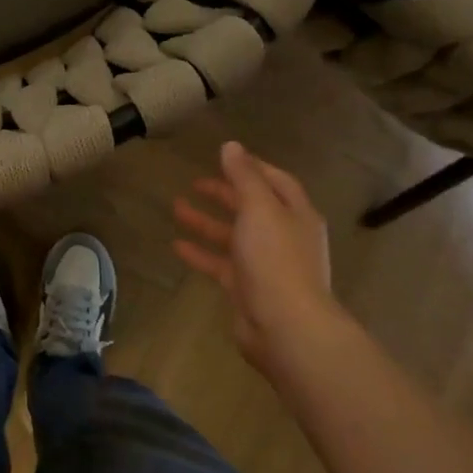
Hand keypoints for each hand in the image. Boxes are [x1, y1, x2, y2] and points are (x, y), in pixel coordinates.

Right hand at [172, 142, 344, 371]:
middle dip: (225, 193)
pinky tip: (176, 245)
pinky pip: (221, 264)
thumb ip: (244, 177)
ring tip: (176, 207)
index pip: (276, 181)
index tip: (225, 157)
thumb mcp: (259, 209)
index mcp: (295, 214)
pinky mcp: (247, 288)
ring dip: (206, 221)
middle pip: (253, 207)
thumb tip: (231, 146)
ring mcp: (266, 264)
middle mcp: (284, 236)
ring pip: (233, 235)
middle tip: (196, 182)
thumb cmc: (275, 259)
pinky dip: (201, 253)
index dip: (252, 167)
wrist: (286, 327)